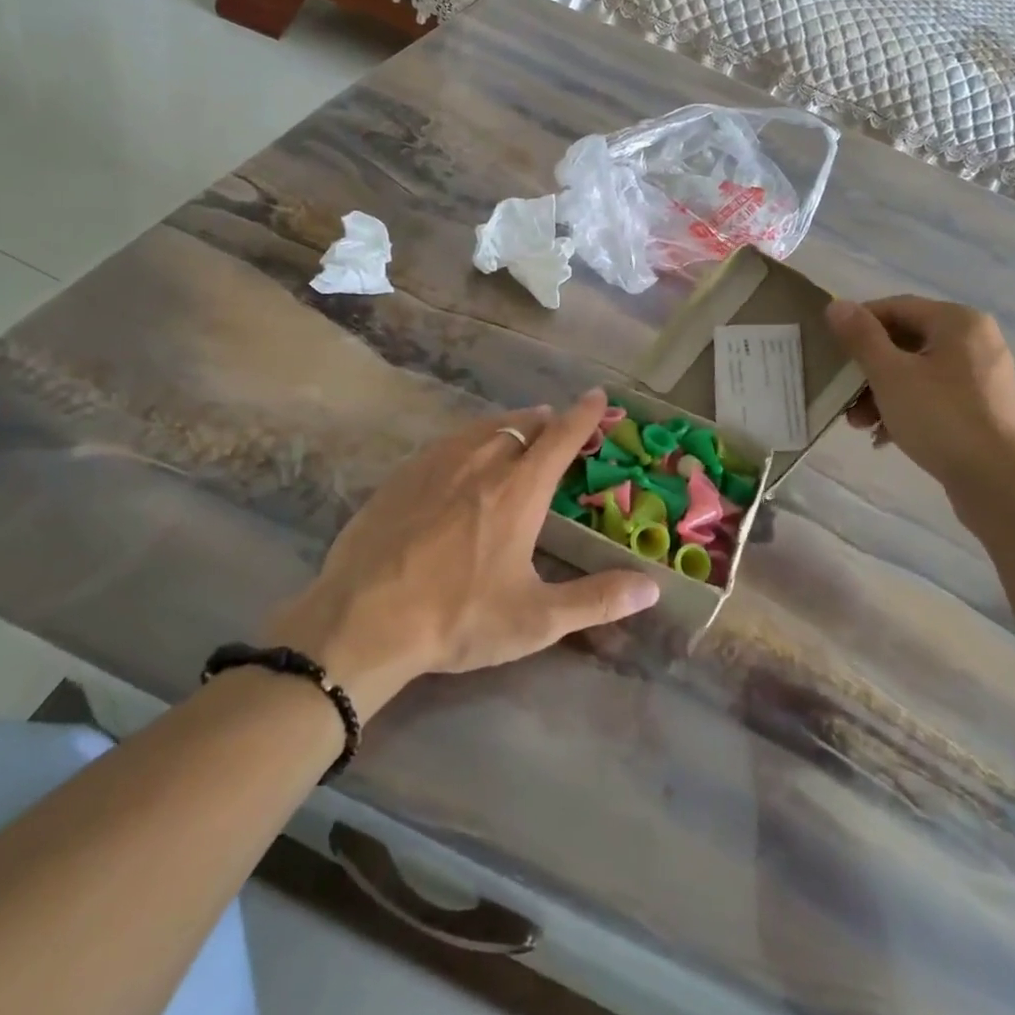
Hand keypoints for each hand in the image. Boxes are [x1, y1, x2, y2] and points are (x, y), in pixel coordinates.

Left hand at [266, 390, 660, 719]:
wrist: (363, 618)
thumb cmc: (458, 617)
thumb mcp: (535, 619)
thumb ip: (596, 600)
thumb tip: (652, 588)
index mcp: (519, 490)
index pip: (561, 437)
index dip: (584, 414)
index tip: (597, 394)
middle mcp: (482, 462)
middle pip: (523, 425)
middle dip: (547, 421)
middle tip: (558, 427)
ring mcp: (438, 463)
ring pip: (484, 427)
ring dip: (510, 425)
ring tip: (520, 432)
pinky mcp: (404, 474)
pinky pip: (449, 441)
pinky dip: (471, 438)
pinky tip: (464, 457)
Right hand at [825, 296, 1014, 494]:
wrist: (1001, 482)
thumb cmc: (941, 417)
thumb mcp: (890, 374)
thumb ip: (861, 337)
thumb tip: (836, 305)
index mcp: (958, 322)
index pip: (896, 307)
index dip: (859, 324)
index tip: (831, 348)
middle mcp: (977, 341)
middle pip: (907, 343)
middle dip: (868, 369)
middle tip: (842, 394)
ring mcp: (984, 377)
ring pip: (919, 373)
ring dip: (882, 393)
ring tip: (859, 424)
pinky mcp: (986, 409)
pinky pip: (936, 397)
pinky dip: (908, 409)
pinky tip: (885, 437)